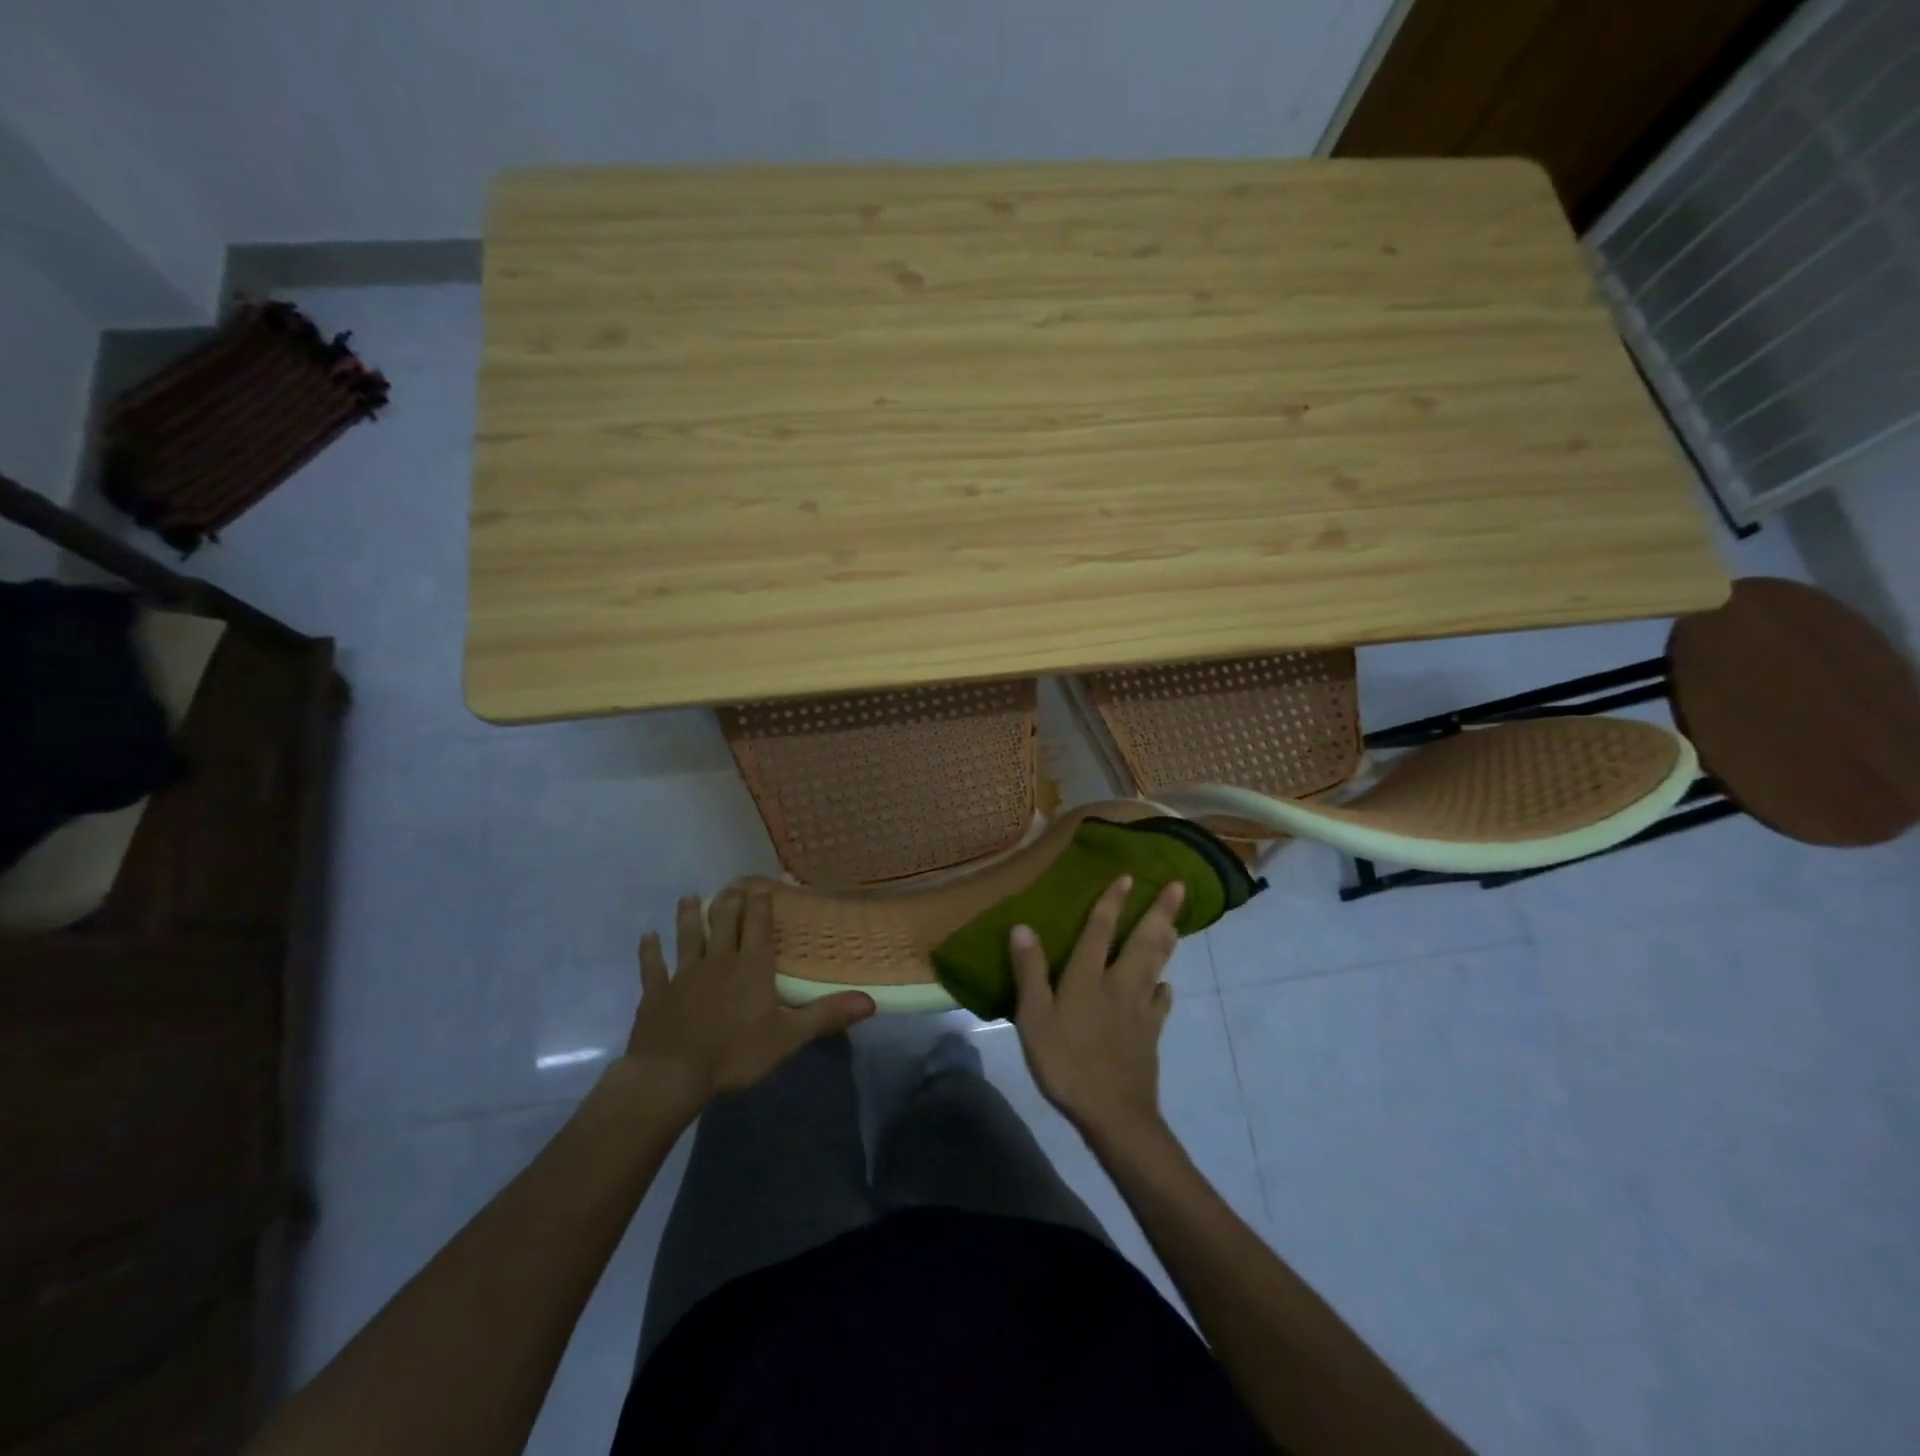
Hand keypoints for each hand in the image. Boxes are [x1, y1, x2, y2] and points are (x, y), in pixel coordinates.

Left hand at [621, 886, 875, 1120]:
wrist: (672, 1074)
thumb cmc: (735, 1054)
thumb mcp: (788, 1036)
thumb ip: (826, 1015)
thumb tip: (870, 1001)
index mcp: (751, 967)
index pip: (759, 926)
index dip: (763, 904)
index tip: (764, 885)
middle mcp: (718, 961)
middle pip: (724, 922)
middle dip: (729, 902)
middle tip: (732, 886)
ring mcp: (684, 974)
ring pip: (688, 936)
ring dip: (689, 916)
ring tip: (689, 898)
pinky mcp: (656, 993)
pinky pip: (652, 966)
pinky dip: (650, 951)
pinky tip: (647, 937)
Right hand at [1010, 875, 1182, 1144]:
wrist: (1113, 1113)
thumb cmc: (1066, 1063)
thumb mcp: (1034, 1019)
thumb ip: (1030, 972)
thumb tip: (1022, 926)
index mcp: (1087, 978)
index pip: (1099, 930)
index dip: (1112, 902)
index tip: (1127, 877)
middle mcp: (1118, 984)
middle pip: (1141, 941)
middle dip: (1158, 911)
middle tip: (1178, 886)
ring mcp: (1139, 1009)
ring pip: (1156, 965)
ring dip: (1166, 940)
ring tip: (1176, 921)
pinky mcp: (1150, 1033)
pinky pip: (1160, 1003)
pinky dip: (1163, 989)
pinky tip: (1166, 985)